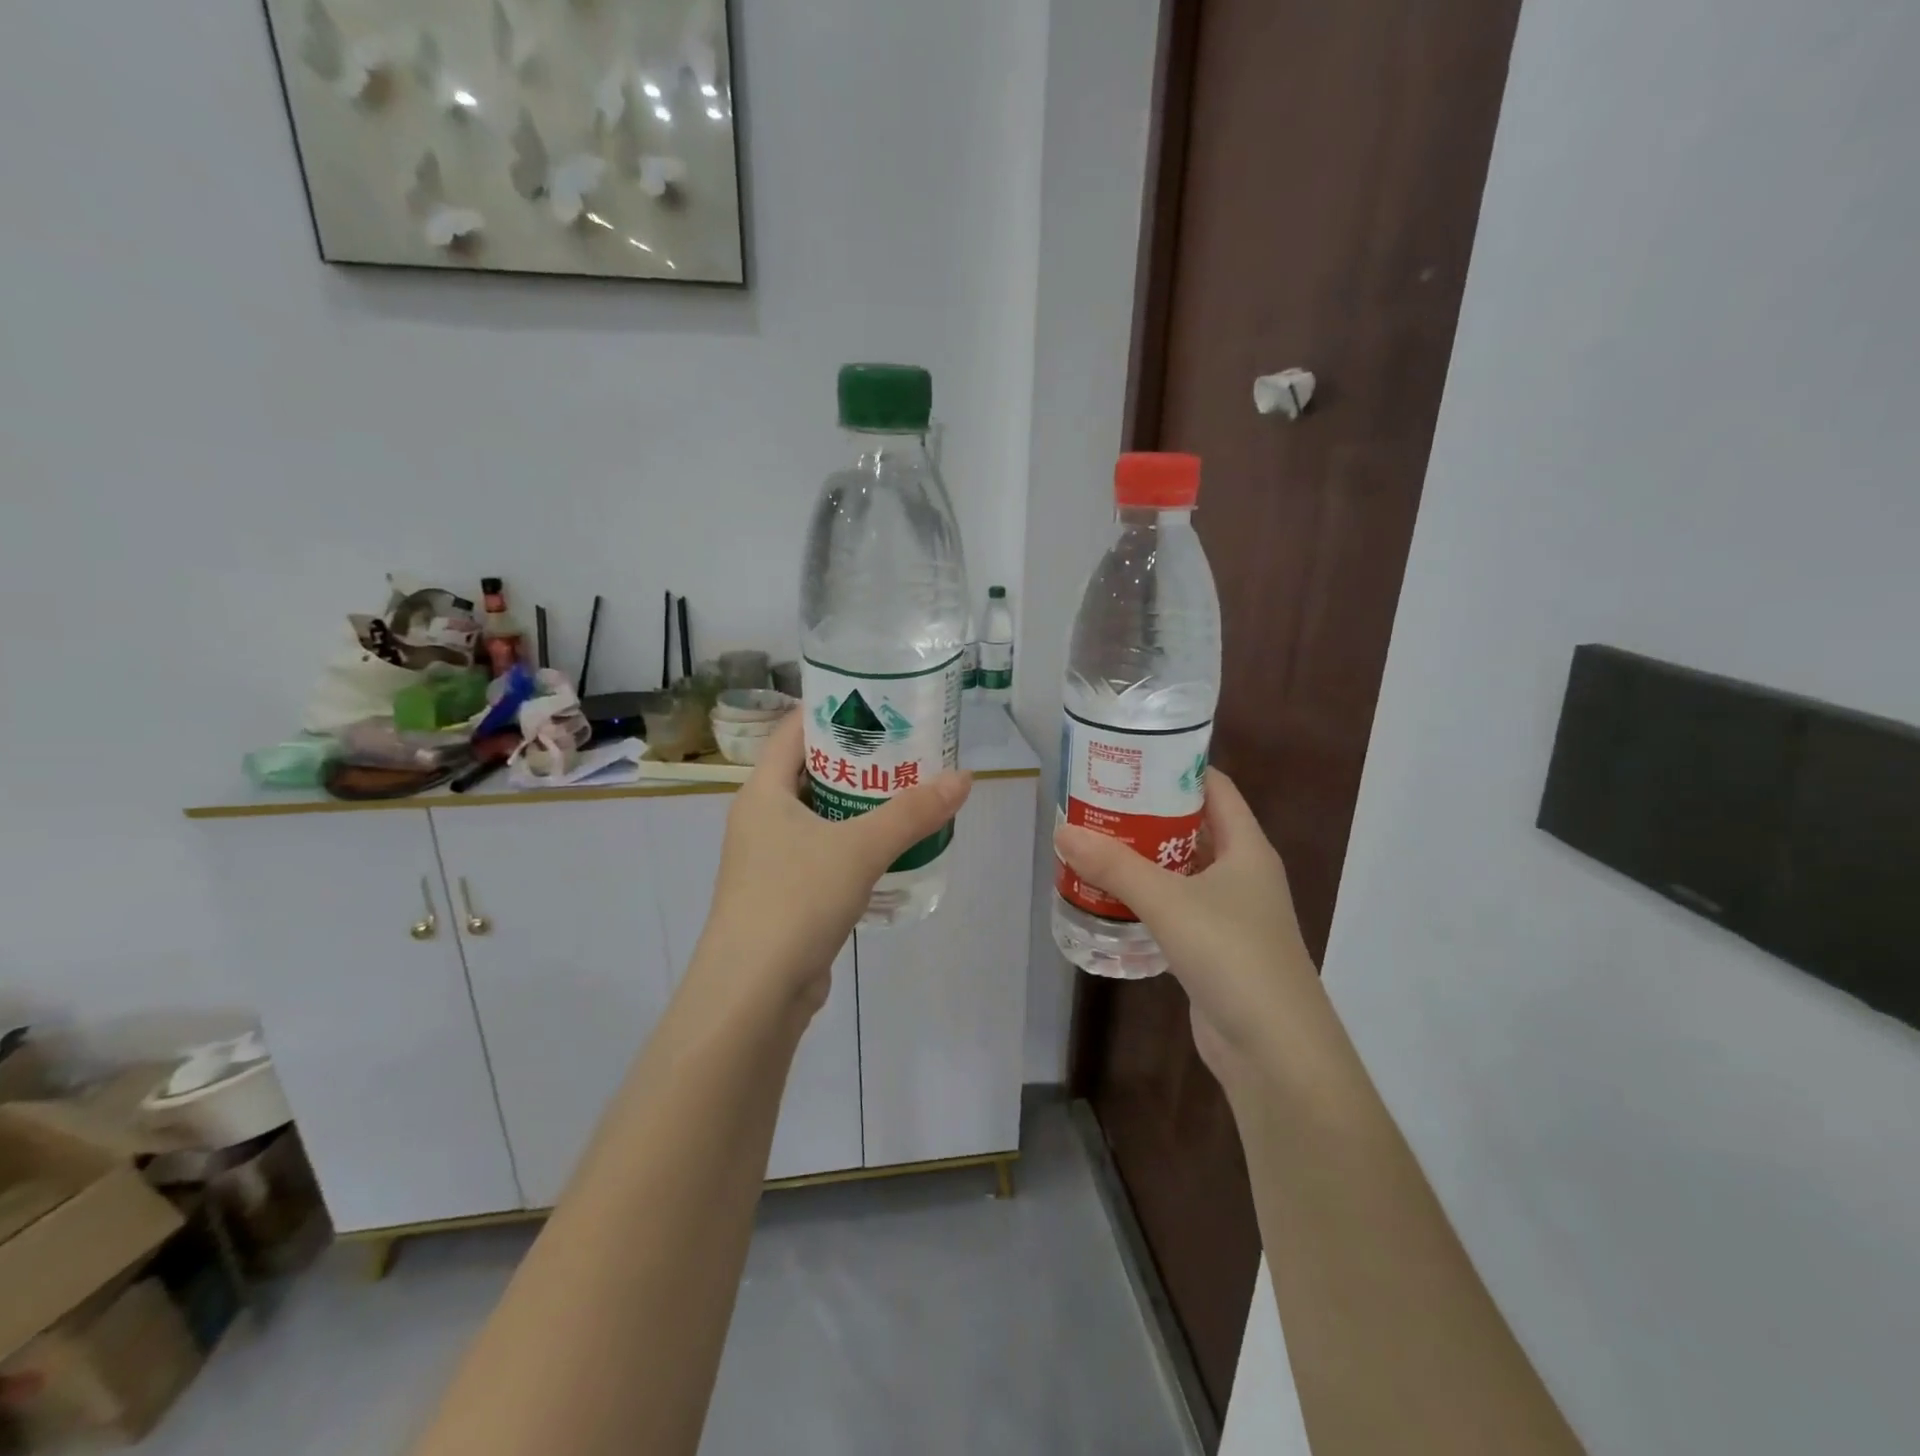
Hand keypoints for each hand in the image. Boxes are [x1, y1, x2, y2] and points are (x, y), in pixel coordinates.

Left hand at [695, 713, 970, 1014]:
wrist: (752, 995)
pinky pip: (824, 854)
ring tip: (908, 791)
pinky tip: (892, 848)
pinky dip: (855, 845)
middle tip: (907, 746)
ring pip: (820, 816)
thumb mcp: (859, 848)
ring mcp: (770, 860)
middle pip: (811, 771)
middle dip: (858, 759)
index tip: (877, 700)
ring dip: (859, 805)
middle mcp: (761, 819)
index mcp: (763, 791)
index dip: (831, 709)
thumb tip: (963, 777)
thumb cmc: (795, 900)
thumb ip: (912, 812)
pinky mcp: (785, 895)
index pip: (794, 729)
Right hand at [1054, 769, 1321, 1093]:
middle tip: (1097, 801)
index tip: (1129, 758)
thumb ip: (1115, 866)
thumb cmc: (1232, 956)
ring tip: (1092, 843)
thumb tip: (1063, 831)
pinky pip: (1175, 909)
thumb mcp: (1169, 902)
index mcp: (1246, 847)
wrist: (1275, 1051)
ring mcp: (1229, 914)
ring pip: (1181, 871)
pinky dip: (1146, 899)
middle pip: (1192, 827)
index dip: (1176, 767)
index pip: (1214, 787)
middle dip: (1147, 813)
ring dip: (1142, 859)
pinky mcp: (1213, 949)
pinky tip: (1109, 898)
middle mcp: (1241, 874)